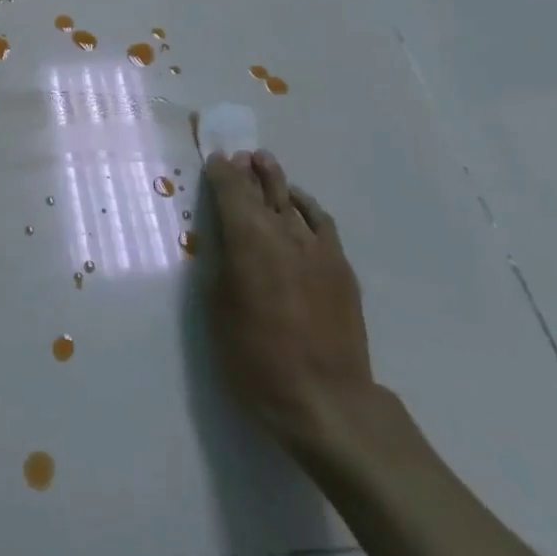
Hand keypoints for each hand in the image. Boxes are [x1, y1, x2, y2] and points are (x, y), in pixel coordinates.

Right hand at [202, 149, 375, 455]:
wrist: (325, 400)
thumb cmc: (255, 358)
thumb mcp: (218, 308)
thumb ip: (220, 263)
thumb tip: (223, 238)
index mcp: (249, 241)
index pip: (232, 191)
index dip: (221, 172)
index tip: (215, 159)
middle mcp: (285, 235)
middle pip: (265, 189)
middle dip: (250, 170)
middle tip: (240, 155)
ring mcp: (319, 250)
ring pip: (295, 201)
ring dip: (278, 182)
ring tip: (266, 167)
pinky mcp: (341, 269)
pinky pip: (321, 223)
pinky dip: (306, 207)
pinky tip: (300, 207)